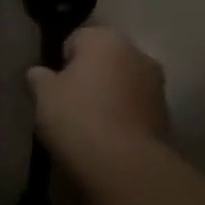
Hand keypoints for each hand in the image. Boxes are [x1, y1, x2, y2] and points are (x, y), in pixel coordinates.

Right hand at [28, 26, 168, 165]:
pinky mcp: (165, 113)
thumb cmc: (78, 119)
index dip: (62, 63)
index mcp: (104, 38)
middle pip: (104, 59)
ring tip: (92, 125)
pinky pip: (136, 107)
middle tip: (71, 105)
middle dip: (90, 76)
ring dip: (110, 95)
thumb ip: (39, 78)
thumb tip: (38, 73)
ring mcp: (155, 82)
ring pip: (123, 82)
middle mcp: (135, 51)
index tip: (54, 89)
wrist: (125, 166)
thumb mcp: (44, 96)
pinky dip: (125, 115)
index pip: (76, 40)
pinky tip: (111, 138)